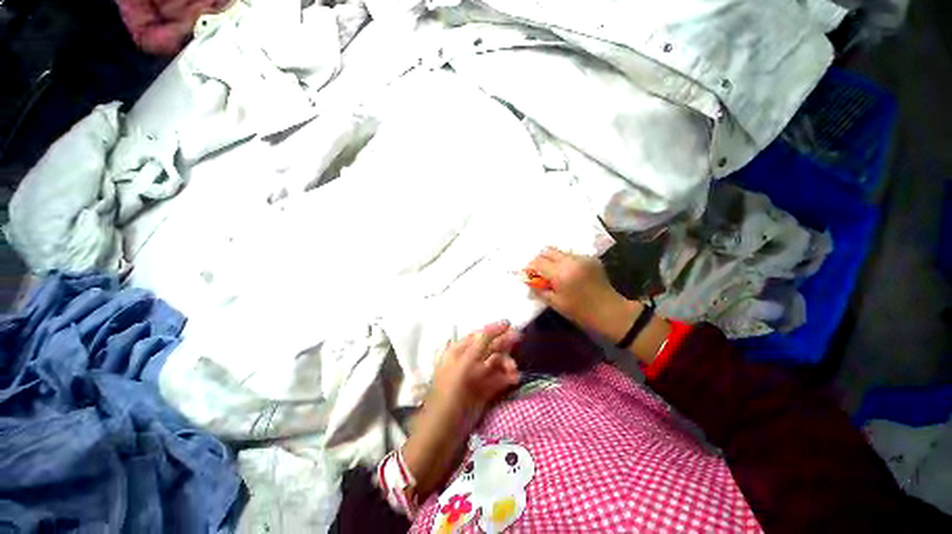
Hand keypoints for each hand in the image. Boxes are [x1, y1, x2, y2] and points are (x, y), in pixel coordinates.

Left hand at [428, 321, 520, 416]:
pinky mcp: (483, 392)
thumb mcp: (464, 363)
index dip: (493, 329)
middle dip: (503, 345)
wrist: (444, 431)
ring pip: (495, 363)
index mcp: (458, 352)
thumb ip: (480, 344)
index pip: (478, 335)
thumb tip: (496, 326)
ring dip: (506, 364)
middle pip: (489, 348)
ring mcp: (476, 377)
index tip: (509, 325)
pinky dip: (507, 378)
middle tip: (519, 339)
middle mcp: (468, 361)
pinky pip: (498, 380)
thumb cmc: (451, 392)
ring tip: (514, 371)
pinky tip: (514, 379)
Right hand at [526, 247, 638, 343]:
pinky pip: (571, 255)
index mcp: (561, 273)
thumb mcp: (555, 303)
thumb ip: (539, 289)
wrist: (610, 312)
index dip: (531, 267)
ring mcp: (582, 257)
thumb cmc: (580, 312)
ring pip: (560, 251)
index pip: (538, 262)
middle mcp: (571, 260)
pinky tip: (568, 273)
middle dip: (541, 260)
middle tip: (539, 272)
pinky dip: (565, 261)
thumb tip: (527, 280)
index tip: (529, 274)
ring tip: (554, 273)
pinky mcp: (591, 258)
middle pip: (548, 251)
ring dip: (553, 260)